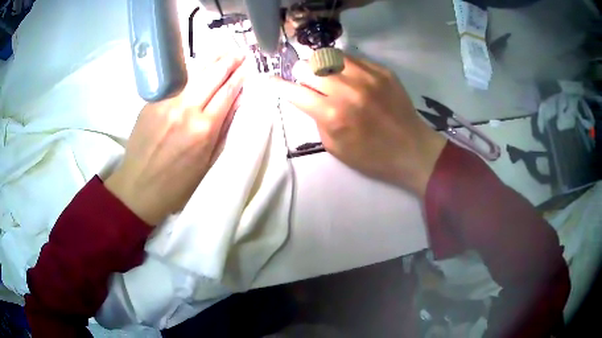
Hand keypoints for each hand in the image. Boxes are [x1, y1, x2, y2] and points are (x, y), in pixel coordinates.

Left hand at [105, 51, 245, 224]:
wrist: (138, 188)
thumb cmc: (177, 185)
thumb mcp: (207, 163)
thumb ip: (223, 131)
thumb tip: (236, 104)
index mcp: (204, 130)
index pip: (228, 93)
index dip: (240, 78)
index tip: (248, 68)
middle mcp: (186, 110)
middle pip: (212, 76)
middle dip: (229, 62)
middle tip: (240, 53)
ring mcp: (166, 103)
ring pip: (194, 73)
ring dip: (212, 61)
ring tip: (224, 52)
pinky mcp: (152, 102)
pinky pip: (176, 83)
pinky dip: (191, 73)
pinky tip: (198, 68)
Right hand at [271, 55, 445, 196]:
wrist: (412, 149)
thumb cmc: (371, 156)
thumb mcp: (335, 147)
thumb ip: (317, 118)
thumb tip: (307, 97)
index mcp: (333, 114)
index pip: (294, 91)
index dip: (277, 85)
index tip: (268, 80)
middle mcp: (347, 90)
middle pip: (308, 66)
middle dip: (302, 75)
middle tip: (309, 84)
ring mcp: (367, 76)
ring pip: (328, 55)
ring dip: (322, 66)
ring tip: (329, 77)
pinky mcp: (382, 70)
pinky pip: (352, 57)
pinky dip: (343, 65)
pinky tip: (350, 77)